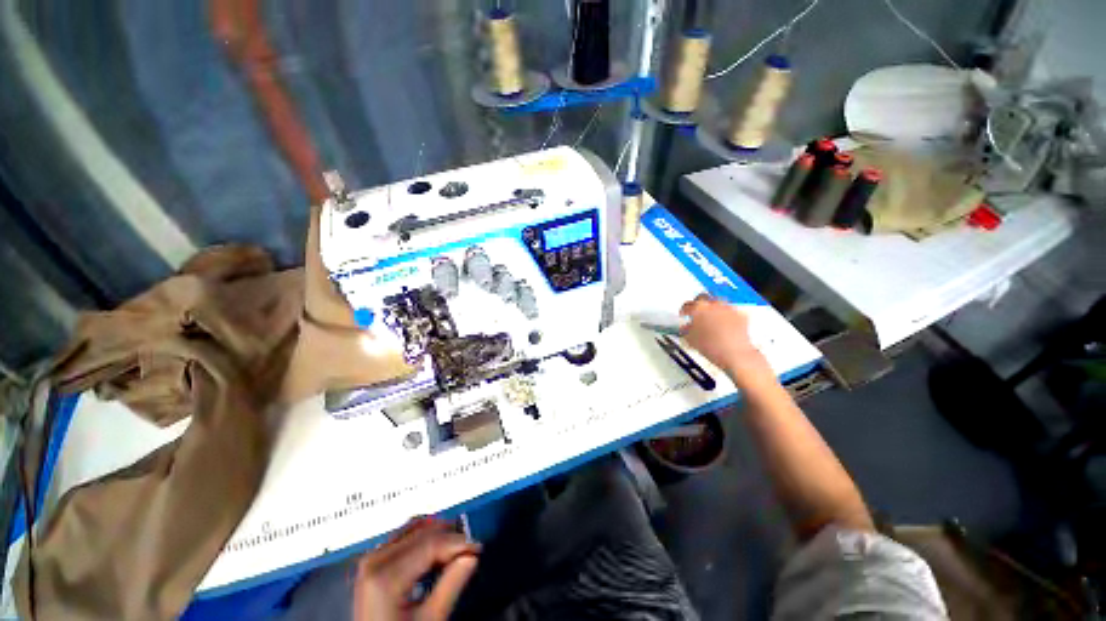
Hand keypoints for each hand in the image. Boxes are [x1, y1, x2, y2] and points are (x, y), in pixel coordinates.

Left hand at [353, 517, 480, 620]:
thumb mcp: (430, 620)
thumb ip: (451, 585)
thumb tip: (472, 555)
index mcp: (386, 575)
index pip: (432, 543)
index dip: (459, 543)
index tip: (478, 549)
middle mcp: (375, 559)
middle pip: (423, 532)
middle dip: (450, 537)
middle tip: (470, 550)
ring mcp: (371, 558)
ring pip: (415, 528)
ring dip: (438, 534)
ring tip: (455, 550)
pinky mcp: (372, 561)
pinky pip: (404, 536)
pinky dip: (424, 538)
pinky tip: (436, 553)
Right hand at [679, 294, 768, 379]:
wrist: (734, 353)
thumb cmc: (711, 346)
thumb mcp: (690, 339)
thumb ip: (686, 330)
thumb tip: (686, 327)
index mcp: (698, 308)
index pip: (687, 305)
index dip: (683, 310)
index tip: (683, 314)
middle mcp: (713, 304)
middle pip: (703, 298)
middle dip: (698, 303)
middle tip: (697, 312)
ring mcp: (728, 308)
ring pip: (717, 302)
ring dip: (712, 308)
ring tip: (711, 318)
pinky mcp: (740, 315)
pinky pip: (730, 311)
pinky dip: (726, 315)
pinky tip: (724, 324)